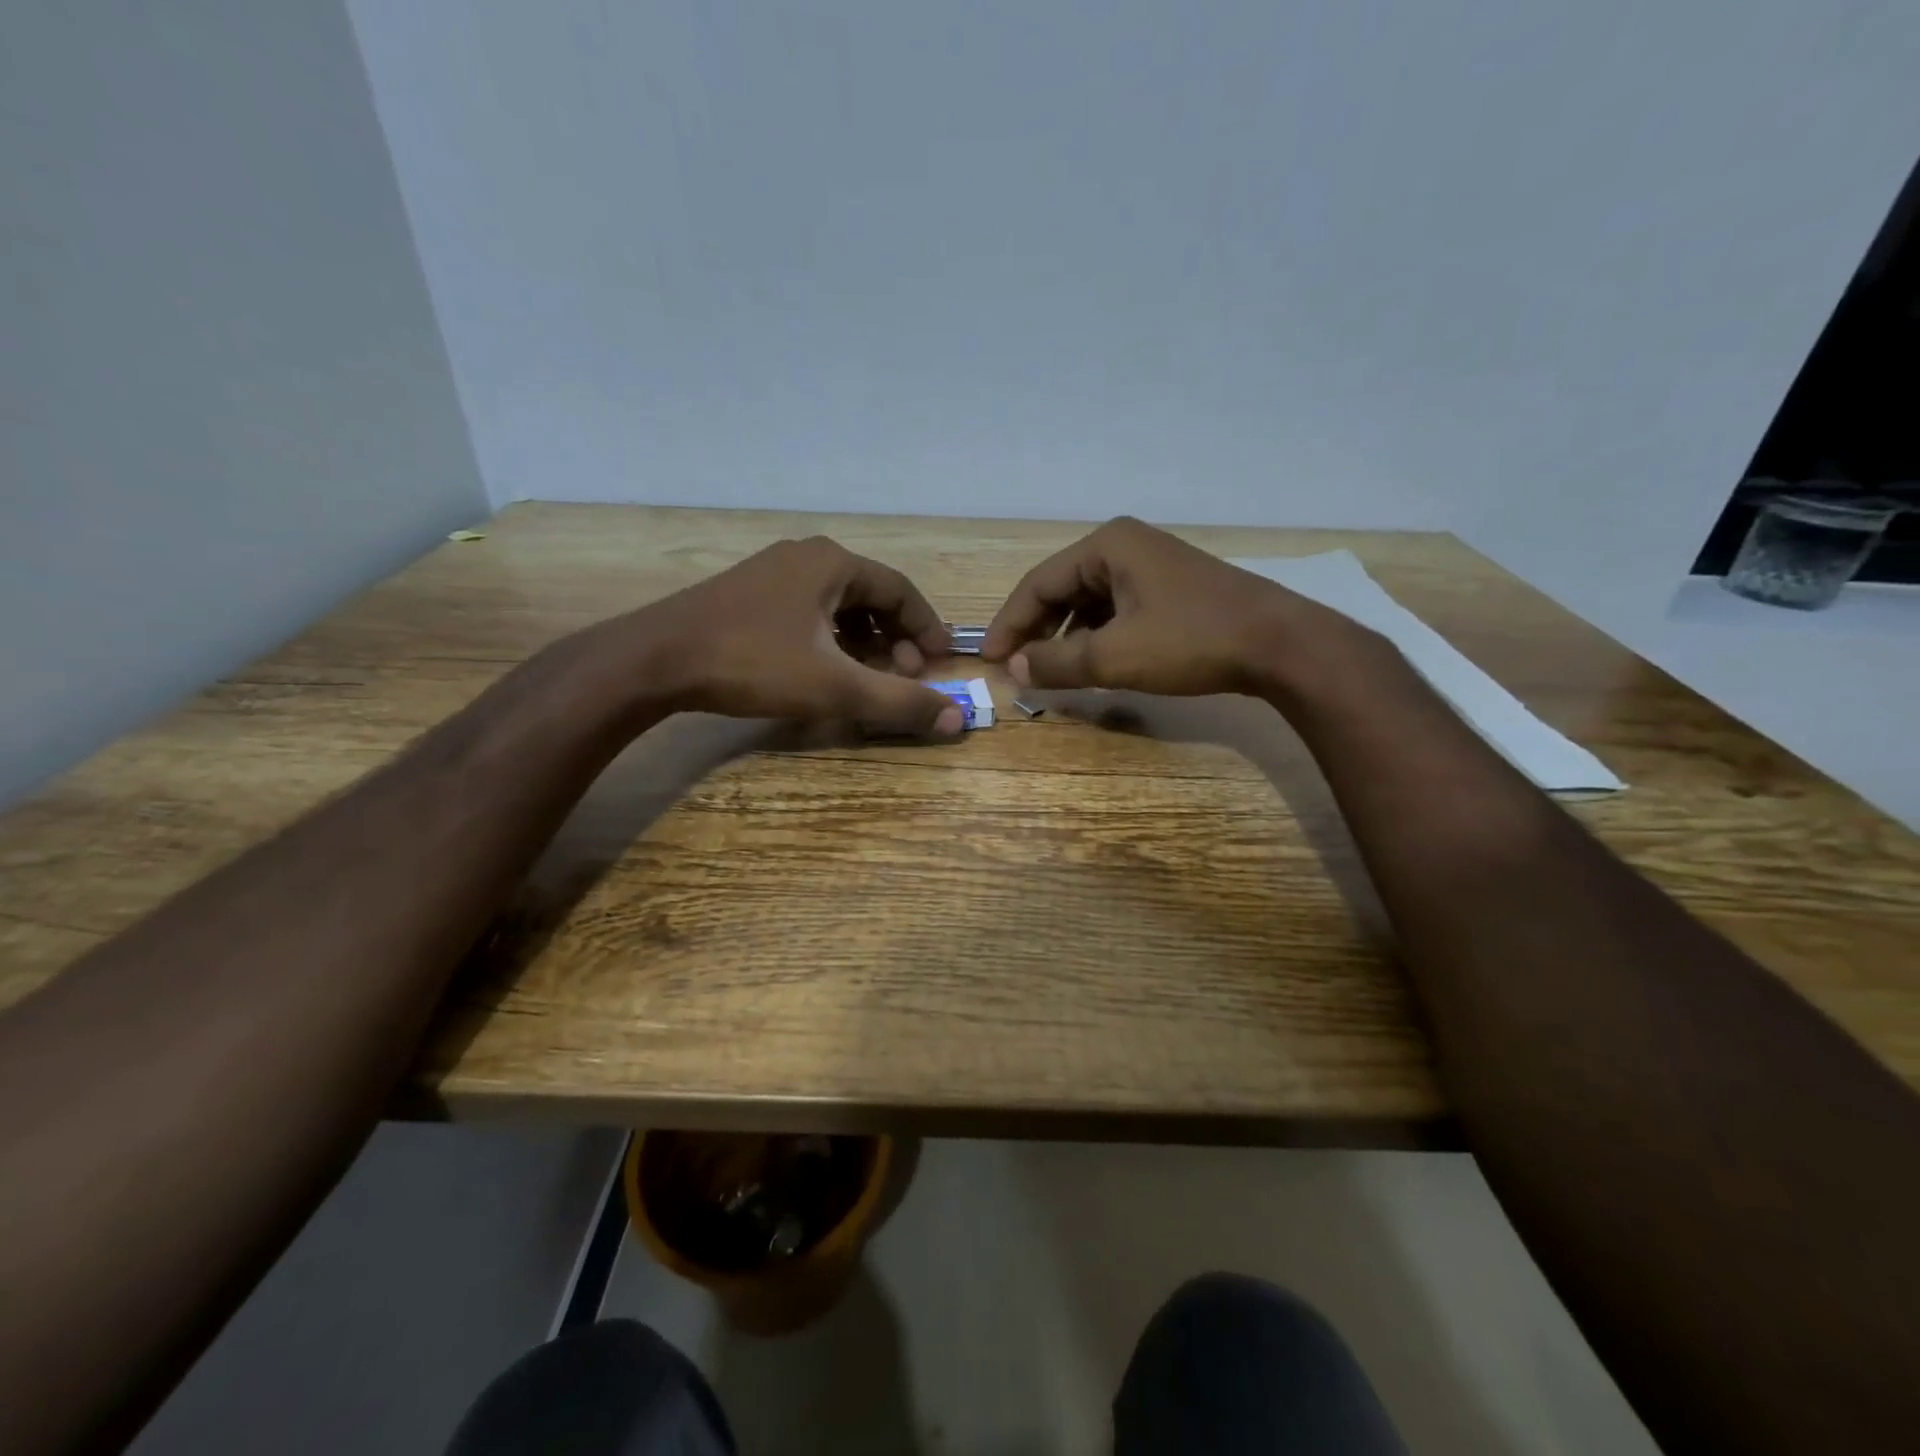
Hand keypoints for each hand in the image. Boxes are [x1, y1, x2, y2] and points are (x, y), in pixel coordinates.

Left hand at [630, 536, 964, 734]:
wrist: (655, 659)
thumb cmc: (753, 664)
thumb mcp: (835, 687)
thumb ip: (898, 702)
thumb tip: (957, 718)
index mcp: (833, 564)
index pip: (901, 590)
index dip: (927, 627)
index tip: (941, 660)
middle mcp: (806, 557)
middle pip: (870, 595)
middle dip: (895, 637)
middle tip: (904, 674)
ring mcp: (773, 571)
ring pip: (838, 604)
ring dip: (863, 639)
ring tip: (869, 674)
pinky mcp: (748, 593)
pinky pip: (808, 610)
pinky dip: (830, 637)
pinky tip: (824, 667)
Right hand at [983, 516, 1369, 697]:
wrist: (1279, 644)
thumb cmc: (1190, 641)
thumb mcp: (1114, 656)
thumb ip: (1057, 662)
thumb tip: (1015, 668)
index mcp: (1106, 546)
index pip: (1038, 584)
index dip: (1009, 624)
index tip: (991, 660)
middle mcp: (1125, 546)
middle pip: (1061, 589)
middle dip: (1037, 630)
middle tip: (1017, 667)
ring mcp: (1151, 565)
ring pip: (1089, 601)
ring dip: (1066, 636)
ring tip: (1051, 670)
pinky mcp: (1171, 589)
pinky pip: (1116, 609)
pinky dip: (1096, 635)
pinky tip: (1093, 662)